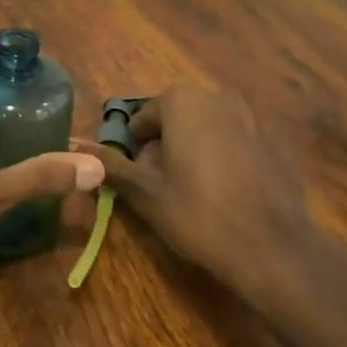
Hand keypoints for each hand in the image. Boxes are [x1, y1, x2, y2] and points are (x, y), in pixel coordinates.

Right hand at [89, 85, 337, 314]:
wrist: (274, 248)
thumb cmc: (198, 214)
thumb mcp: (144, 192)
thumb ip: (109, 164)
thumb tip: (71, 146)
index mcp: (182, 101)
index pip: (143, 118)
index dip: (135, 149)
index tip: (138, 180)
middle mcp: (217, 97)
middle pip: (175, 120)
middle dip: (164, 148)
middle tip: (162, 188)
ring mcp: (251, 118)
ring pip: (205, 130)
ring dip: (192, 152)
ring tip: (192, 193)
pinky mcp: (273, 143)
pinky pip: (234, 144)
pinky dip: (223, 161)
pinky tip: (226, 196)